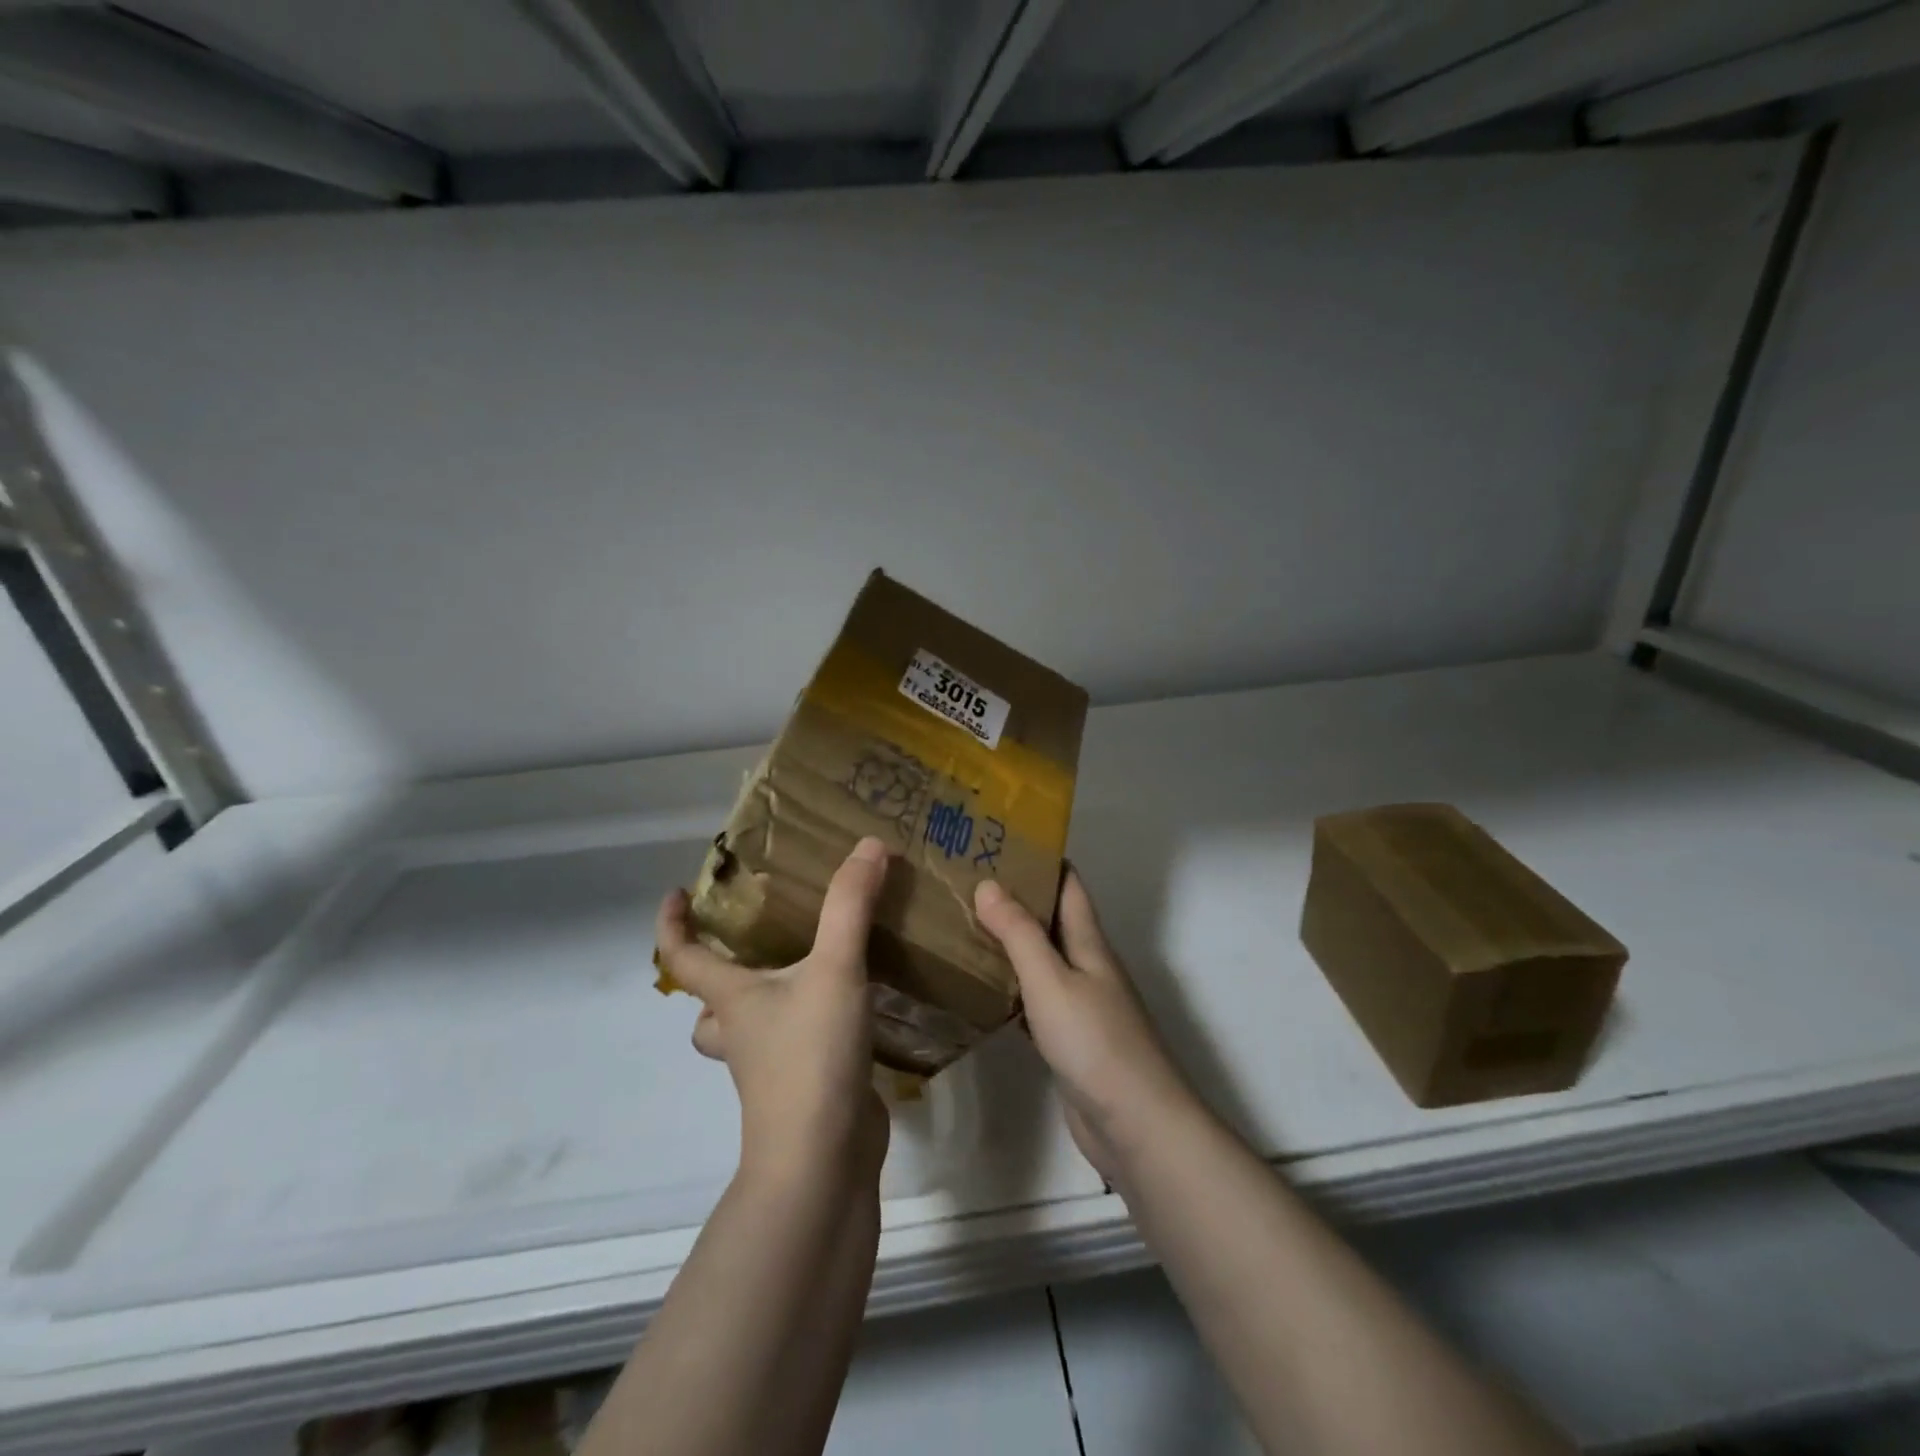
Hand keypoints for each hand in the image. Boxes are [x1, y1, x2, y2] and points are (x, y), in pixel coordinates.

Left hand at [656, 837, 891, 1189]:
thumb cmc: (811, 1057)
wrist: (823, 1160)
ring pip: (749, 1030)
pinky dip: (809, 1026)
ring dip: (764, 1004)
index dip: (672, 924)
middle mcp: (742, 1033)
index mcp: (733, 1000)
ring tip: (806, 969)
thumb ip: (851, 905)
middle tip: (753, 939)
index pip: (683, 958)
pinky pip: (794, 1047)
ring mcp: (770, 1067)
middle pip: (709, 1004)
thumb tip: (869, 845)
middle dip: (718, 975)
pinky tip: (852, 1008)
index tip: (675, 893)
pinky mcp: (804, 1088)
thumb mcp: (835, 969)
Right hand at [974, 869, 1197, 1181]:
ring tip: (963, 924)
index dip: (1043, 860)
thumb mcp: (1052, 980)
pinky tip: (981, 989)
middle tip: (966, 880)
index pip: (1069, 886)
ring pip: (1041, 960)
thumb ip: (1019, 933)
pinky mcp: (1068, 1040)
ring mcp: (1080, 1005)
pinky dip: (1010, 987)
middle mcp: (1087, 967)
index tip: (1002, 840)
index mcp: (1089, 943)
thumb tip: (988, 883)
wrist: (1135, 1125)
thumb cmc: (1095, 1042)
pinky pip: (1034, 1001)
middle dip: (1016, 898)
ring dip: (1010, 942)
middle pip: (1052, 920)